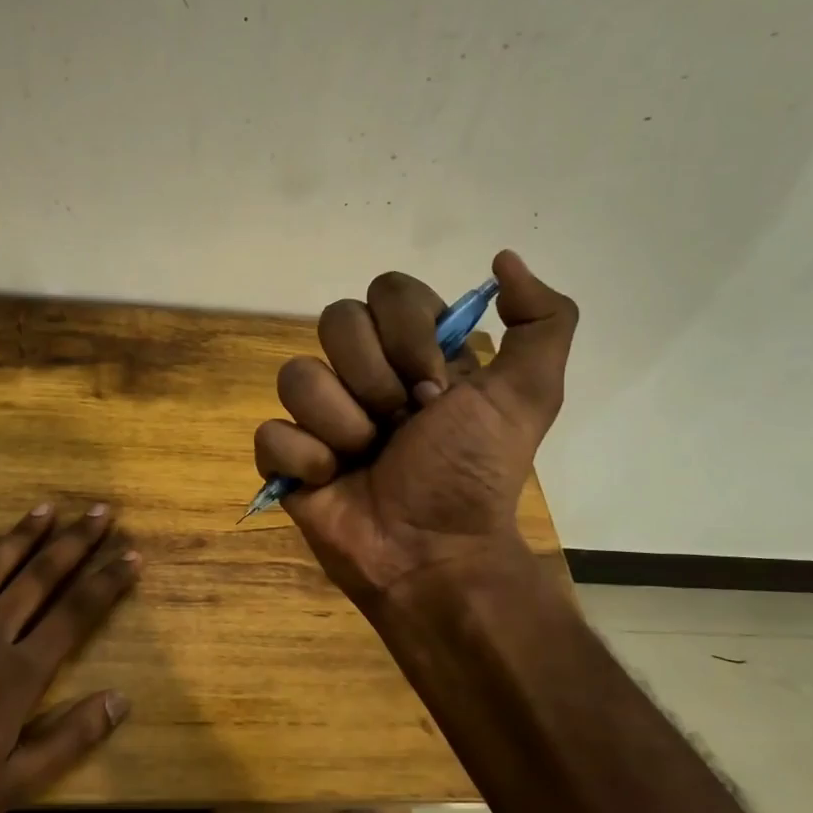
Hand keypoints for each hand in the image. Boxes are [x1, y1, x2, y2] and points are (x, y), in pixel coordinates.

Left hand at [0, 504, 139, 812]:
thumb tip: (121, 699)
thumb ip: (70, 738)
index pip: (75, 614)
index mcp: (18, 673)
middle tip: (99, 511)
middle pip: (38, 579)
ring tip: (45, 508)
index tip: (131, 554)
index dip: (107, 582)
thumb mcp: (14, 784)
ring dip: (21, 538)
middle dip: (74, 543)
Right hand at [254, 250, 576, 602]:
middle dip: (373, 380)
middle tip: (400, 426)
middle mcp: (362, 372)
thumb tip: (503, 258)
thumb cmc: (473, 474)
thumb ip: (542, 319)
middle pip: (335, 322)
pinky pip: (270, 433)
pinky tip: (331, 481)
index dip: (407, 334)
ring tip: (365, 459)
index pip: (387, 292)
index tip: (436, 390)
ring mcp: (319, 415)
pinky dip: (304, 460)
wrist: (433, 554)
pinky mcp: (285, 458)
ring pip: (296, 376)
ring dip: (341, 425)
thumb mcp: (528, 395)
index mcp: (412, 351)